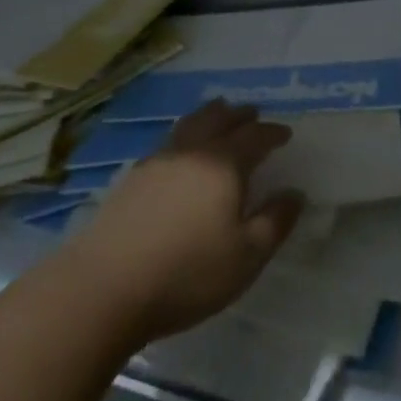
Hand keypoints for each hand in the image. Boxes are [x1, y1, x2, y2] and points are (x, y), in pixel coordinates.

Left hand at [62, 100, 303, 345]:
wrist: (105, 287)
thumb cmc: (186, 274)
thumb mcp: (246, 257)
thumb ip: (275, 222)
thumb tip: (295, 193)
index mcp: (224, 165)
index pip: (255, 137)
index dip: (273, 133)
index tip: (285, 134)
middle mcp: (191, 151)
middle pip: (219, 119)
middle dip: (239, 115)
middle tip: (252, 113)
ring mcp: (157, 161)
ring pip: (189, 124)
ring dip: (209, 115)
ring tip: (218, 113)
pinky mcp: (132, 177)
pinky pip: (168, 141)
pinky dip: (185, 134)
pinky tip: (181, 150)